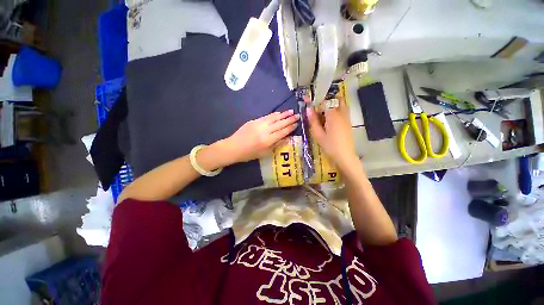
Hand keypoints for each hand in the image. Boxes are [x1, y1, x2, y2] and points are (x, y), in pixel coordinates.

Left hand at [225, 110, 298, 162]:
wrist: (233, 147)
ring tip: (291, 111)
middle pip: (280, 123)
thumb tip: (286, 138)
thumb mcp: (264, 153)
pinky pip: (266, 117)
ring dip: (283, 114)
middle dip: (290, 119)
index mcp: (268, 140)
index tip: (297, 124)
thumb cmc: (249, 154)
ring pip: (274, 118)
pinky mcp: (254, 121)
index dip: (291, 128)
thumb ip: (276, 145)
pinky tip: (279, 113)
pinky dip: (274, 115)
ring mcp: (259, 124)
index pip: (283, 132)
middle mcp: (265, 130)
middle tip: (298, 115)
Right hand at [307, 99, 356, 168]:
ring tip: (322, 116)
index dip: (315, 101)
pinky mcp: (348, 122)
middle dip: (324, 103)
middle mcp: (341, 112)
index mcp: (333, 114)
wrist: (344, 155)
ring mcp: (346, 116)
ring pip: (339, 104)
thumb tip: (308, 109)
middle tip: (316, 112)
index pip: (323, 102)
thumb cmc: (329, 145)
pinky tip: (328, 121)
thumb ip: (313, 120)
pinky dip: (335, 111)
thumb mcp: (318, 134)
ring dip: (330, 106)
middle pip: (333, 100)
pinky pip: (342, 110)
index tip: (307, 102)